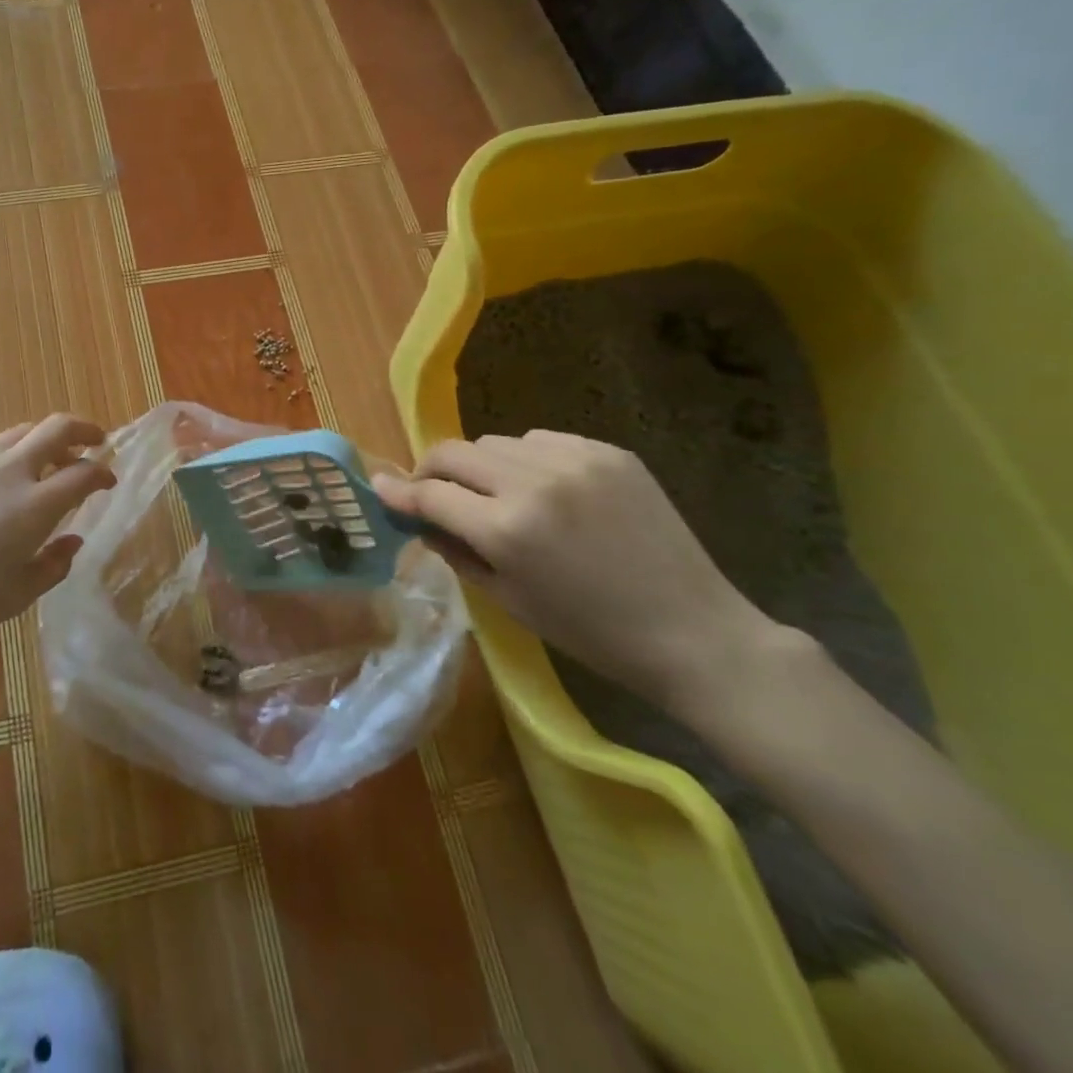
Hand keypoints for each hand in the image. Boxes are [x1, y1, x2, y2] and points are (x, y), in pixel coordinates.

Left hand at [0, 414, 114, 661]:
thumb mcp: (15, 598)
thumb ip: (53, 565)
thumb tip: (71, 540)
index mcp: (34, 505)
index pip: (84, 472)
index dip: (103, 473)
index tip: (108, 481)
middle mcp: (8, 471)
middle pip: (56, 428)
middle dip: (83, 430)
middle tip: (94, 442)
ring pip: (17, 434)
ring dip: (41, 442)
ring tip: (43, 464)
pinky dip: (1, 462)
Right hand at [375, 430, 783, 712]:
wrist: (693, 631)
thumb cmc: (590, 631)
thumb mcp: (507, 600)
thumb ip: (454, 549)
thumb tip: (415, 517)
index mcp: (507, 529)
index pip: (430, 493)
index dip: (398, 491)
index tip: (379, 487)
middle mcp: (534, 481)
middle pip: (455, 451)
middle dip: (431, 470)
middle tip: (431, 492)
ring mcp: (575, 460)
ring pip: (495, 441)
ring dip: (480, 465)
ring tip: (495, 494)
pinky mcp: (609, 452)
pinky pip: (541, 440)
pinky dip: (524, 459)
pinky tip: (543, 489)